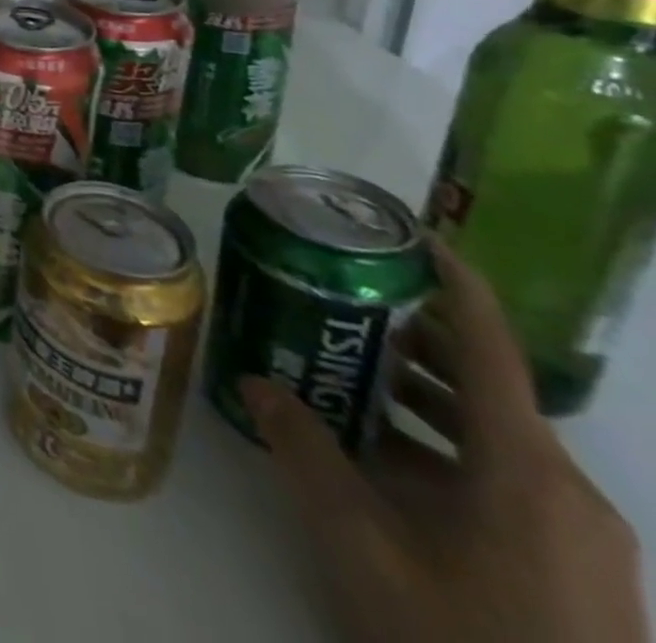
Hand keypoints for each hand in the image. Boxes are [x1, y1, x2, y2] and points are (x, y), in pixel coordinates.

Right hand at [245, 242, 646, 642]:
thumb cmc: (459, 636)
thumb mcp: (360, 541)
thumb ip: (304, 450)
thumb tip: (256, 380)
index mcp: (524, 469)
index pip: (489, 346)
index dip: (455, 282)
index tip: (409, 233)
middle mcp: (566, 489)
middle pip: (485, 384)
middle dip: (411, 336)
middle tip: (335, 298)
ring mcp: (580, 537)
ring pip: (493, 435)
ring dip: (421, 395)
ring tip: (342, 366)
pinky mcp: (576, 571)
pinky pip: (504, 478)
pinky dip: (443, 447)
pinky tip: (382, 457)